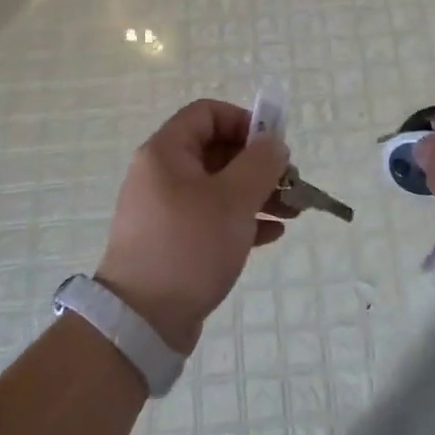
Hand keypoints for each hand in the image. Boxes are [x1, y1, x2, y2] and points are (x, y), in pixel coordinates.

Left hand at [95, 100, 291, 353]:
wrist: (142, 321)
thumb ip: (260, 163)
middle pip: (216, 151)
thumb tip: (273, 143)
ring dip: (256, 194)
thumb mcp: (233, 199)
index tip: (273, 147)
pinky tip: (271, 235)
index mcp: (166, 152)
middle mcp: (161, 174)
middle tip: (291, 183)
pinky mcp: (173, 241)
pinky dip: (241, 220)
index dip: (244, 121)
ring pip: (218, 187)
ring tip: (293, 212)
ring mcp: (165, 210)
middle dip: (258, 164)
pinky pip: (212, 218)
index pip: (207, 113)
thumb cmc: (189, 246)